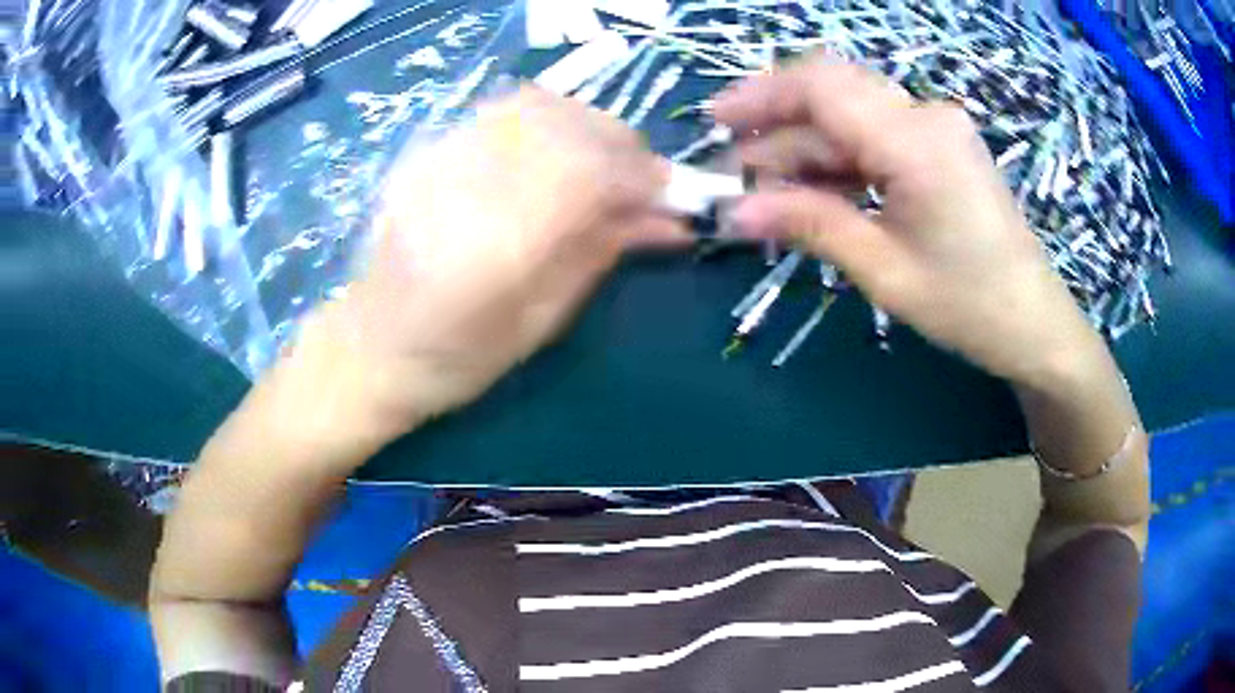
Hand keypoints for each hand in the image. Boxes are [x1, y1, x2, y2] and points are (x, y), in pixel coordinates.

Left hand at [318, 86, 684, 433]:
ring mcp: (437, 158)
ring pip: (535, 105)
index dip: (641, 176)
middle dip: (621, 145)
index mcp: (494, 247)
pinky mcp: (427, 149)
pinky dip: (548, 121)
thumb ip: (602, 254)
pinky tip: (557, 152)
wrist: (369, 347)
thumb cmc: (456, 360)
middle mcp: (463, 186)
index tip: (671, 197)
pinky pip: (502, 109)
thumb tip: (670, 220)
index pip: (589, 172)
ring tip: (603, 163)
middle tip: (643, 180)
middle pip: (565, 125)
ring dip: (586, 126)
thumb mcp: (542, 322)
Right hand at [714, 60, 1107, 387]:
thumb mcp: (885, 271)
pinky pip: (877, 136)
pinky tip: (812, 189)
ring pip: (852, 115)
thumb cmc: (969, 307)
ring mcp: (937, 128)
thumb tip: (737, 212)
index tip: (716, 121)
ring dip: (806, 146)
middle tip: (734, 166)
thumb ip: (812, 225)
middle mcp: (926, 116)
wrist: (1036, 324)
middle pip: (834, 92)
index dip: (762, 95)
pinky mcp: (941, 146)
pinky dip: (839, 159)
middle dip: (777, 122)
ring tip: (763, 188)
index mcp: (916, 142)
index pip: (822, 87)